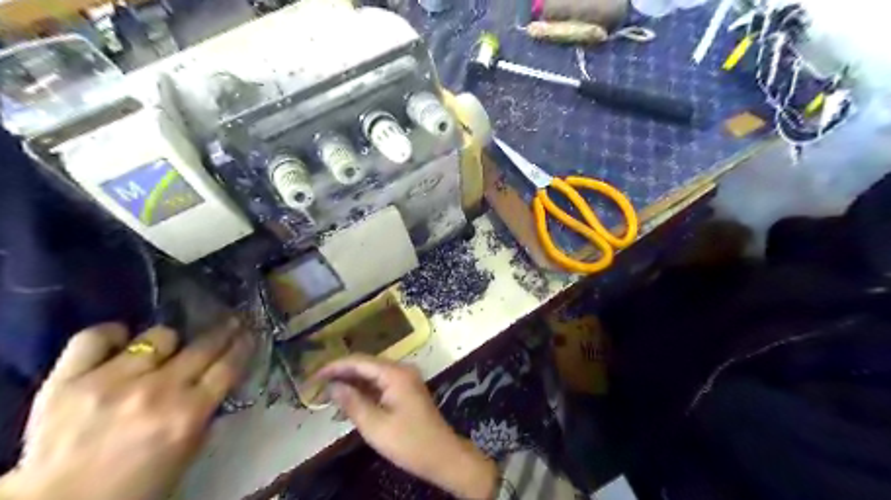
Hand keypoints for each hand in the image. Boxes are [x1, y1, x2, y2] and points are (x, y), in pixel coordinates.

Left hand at [0, 320, 257, 498]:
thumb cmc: (136, 485)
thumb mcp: (188, 452)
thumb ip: (205, 414)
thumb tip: (216, 381)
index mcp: (189, 414)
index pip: (228, 366)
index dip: (243, 346)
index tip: (249, 334)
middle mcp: (158, 391)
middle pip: (203, 346)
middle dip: (223, 331)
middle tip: (231, 321)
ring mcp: (112, 381)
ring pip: (158, 337)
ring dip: (167, 343)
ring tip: (165, 349)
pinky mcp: (68, 380)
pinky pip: (95, 338)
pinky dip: (112, 335)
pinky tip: (121, 339)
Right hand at [316, 355, 497, 499]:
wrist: (442, 455)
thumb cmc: (408, 442)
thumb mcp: (375, 426)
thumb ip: (352, 402)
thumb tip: (332, 386)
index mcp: (395, 373)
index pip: (359, 361)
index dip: (334, 366)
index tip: (313, 376)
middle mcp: (401, 369)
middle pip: (365, 364)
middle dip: (341, 373)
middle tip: (316, 386)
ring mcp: (405, 379)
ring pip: (372, 374)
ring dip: (351, 382)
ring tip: (327, 395)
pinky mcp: (406, 389)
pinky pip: (380, 384)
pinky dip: (363, 391)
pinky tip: (348, 402)